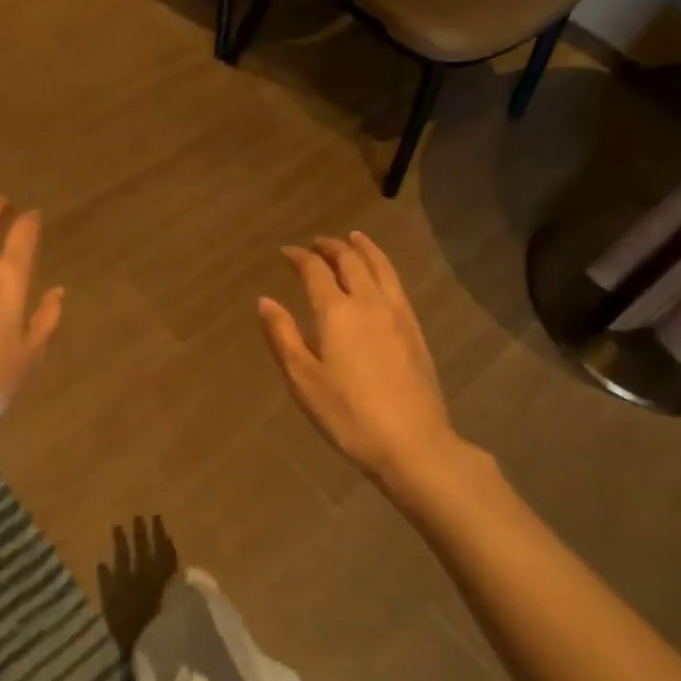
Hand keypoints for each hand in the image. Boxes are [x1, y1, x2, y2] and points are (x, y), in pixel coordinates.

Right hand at [258, 232, 462, 494]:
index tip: (286, 252)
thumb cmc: (347, 414)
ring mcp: (397, 314)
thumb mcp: (303, 379)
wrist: (412, 442)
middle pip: (350, 261)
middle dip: (330, 247)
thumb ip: (282, 335)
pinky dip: (384, 267)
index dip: (299, 257)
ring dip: (363, 249)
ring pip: (380, 267)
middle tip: (316, 243)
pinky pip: (397, 284)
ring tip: (353, 238)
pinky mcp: (415, 330)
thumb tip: (265, 300)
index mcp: (336, 312)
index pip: (315, 270)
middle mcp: (368, 302)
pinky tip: (381, 275)